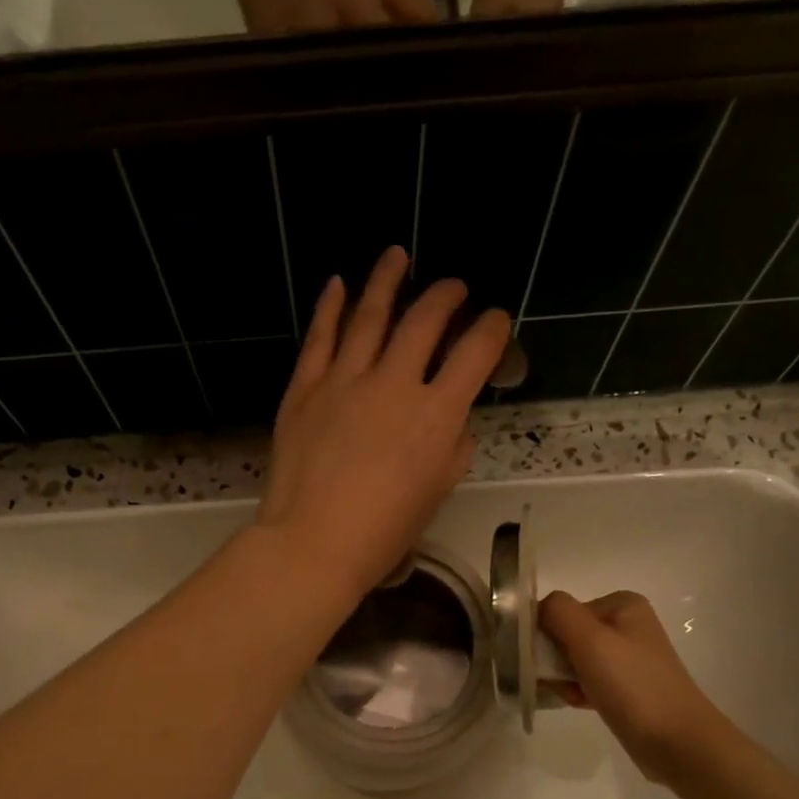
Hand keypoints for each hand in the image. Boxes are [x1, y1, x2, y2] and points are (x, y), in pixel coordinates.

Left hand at [259, 246, 507, 596]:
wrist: (312, 543)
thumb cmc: (382, 532)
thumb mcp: (436, 492)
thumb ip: (451, 446)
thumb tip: (451, 418)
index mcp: (437, 415)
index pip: (476, 353)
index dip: (492, 330)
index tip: (494, 322)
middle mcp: (395, 384)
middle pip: (426, 320)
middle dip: (446, 296)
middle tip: (453, 288)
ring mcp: (345, 380)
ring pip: (370, 314)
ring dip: (388, 279)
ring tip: (397, 255)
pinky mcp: (305, 388)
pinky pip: (319, 336)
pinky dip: (330, 306)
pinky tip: (338, 284)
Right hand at [538, 590, 722, 780]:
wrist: (676, 741)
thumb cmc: (632, 684)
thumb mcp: (590, 639)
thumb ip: (558, 612)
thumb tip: (535, 607)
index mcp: (621, 605)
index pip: (561, 611)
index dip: (549, 637)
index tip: (552, 662)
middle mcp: (626, 625)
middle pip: (566, 635)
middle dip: (557, 662)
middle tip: (566, 684)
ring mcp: (628, 656)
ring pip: (574, 661)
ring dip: (565, 680)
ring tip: (578, 698)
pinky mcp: (627, 685)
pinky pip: (588, 681)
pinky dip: (579, 692)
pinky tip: (585, 705)